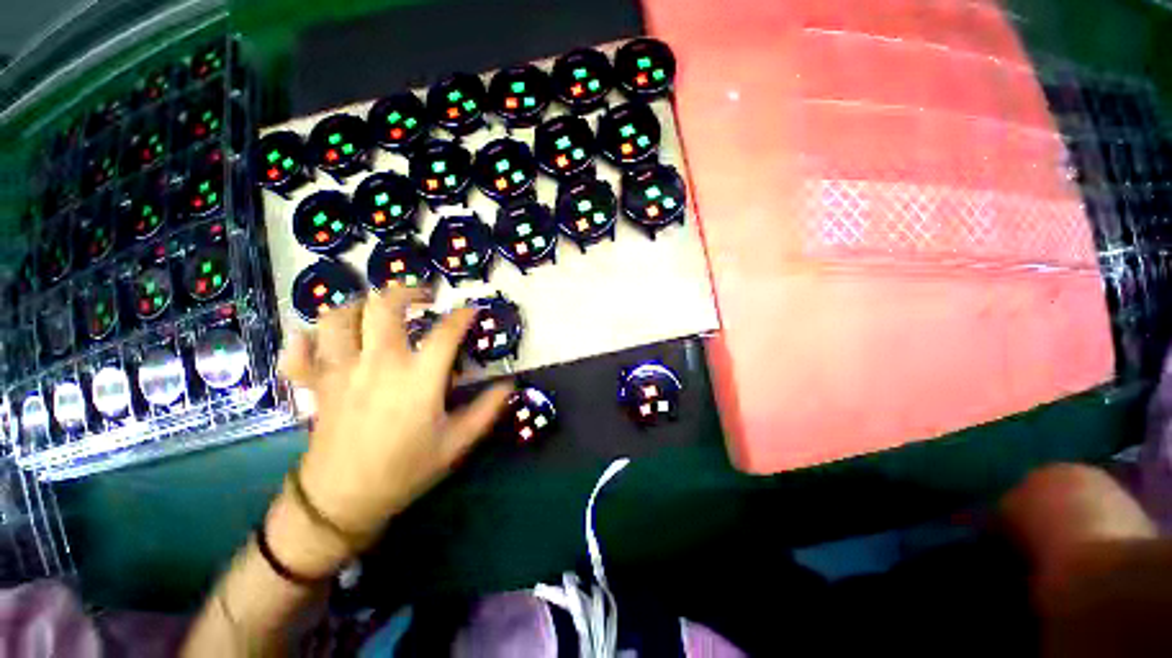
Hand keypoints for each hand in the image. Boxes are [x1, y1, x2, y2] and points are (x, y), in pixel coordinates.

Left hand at [278, 286, 512, 546]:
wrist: (343, 502)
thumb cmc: (406, 469)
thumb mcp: (457, 442)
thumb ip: (487, 409)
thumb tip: (511, 384)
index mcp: (418, 377)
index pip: (446, 331)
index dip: (463, 315)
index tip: (472, 310)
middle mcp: (378, 363)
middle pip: (385, 306)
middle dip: (407, 291)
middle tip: (422, 296)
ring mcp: (341, 370)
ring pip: (339, 317)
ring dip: (359, 305)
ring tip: (375, 311)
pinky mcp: (317, 384)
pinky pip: (300, 350)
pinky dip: (307, 338)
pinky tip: (320, 338)